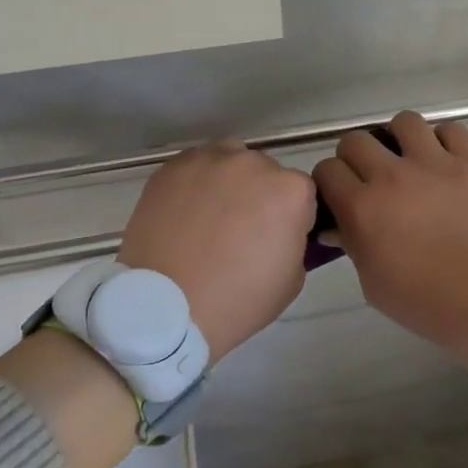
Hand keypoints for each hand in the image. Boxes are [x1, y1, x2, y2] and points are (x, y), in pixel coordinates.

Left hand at [118, 142, 315, 363]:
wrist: (165, 307)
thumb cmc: (238, 300)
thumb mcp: (293, 278)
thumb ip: (294, 239)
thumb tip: (280, 230)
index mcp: (291, 191)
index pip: (302, 194)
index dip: (290, 217)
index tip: (275, 240)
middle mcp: (254, 164)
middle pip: (266, 172)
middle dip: (259, 196)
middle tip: (240, 231)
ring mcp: (209, 161)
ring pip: (229, 159)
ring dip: (228, 181)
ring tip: (210, 216)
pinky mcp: (171, 168)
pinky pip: (193, 167)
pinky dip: (194, 184)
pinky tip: (184, 213)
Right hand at [314, 112, 467, 371]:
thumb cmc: (425, 302)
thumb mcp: (373, 283)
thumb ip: (352, 246)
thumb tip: (338, 227)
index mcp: (362, 208)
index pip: (326, 170)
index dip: (329, 182)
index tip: (339, 196)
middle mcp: (392, 175)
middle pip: (356, 140)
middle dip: (356, 158)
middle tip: (370, 179)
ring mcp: (435, 164)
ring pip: (403, 122)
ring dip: (399, 139)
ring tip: (408, 160)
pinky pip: (452, 129)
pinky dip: (444, 140)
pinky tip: (445, 160)